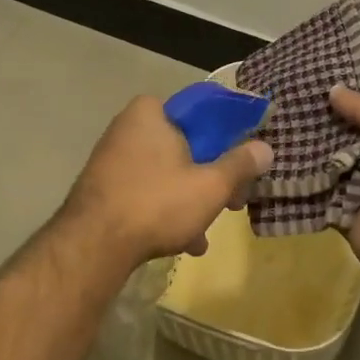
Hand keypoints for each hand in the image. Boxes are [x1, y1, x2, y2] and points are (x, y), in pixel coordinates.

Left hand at [63, 96, 272, 263]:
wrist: (93, 247)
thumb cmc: (157, 203)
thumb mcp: (211, 185)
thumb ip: (241, 164)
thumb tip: (266, 148)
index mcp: (151, 112)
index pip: (202, 112)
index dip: (229, 137)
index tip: (244, 163)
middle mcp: (127, 126)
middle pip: (186, 146)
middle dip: (210, 177)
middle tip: (232, 203)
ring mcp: (112, 158)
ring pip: (167, 172)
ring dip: (191, 200)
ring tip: (205, 232)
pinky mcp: (103, 188)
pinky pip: (146, 191)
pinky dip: (166, 210)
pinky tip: (183, 242)